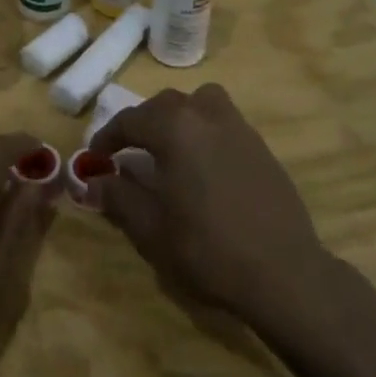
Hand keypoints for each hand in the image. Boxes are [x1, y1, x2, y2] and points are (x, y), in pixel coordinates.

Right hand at [93, 84, 336, 330]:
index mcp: (174, 129)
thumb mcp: (150, 228)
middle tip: (128, 152)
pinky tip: (204, 166)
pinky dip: (204, 131)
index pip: (130, 120)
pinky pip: (223, 122)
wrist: (283, 273)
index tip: (94, 158)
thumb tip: (92, 182)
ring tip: (170, 147)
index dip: (107, 137)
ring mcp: (238, 127)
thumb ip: (118, 197)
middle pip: (164, 105)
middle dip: (141, 124)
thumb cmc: (207, 249)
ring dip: (178, 118)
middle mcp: (205, 115)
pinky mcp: (261, 146)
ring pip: (199, 103)